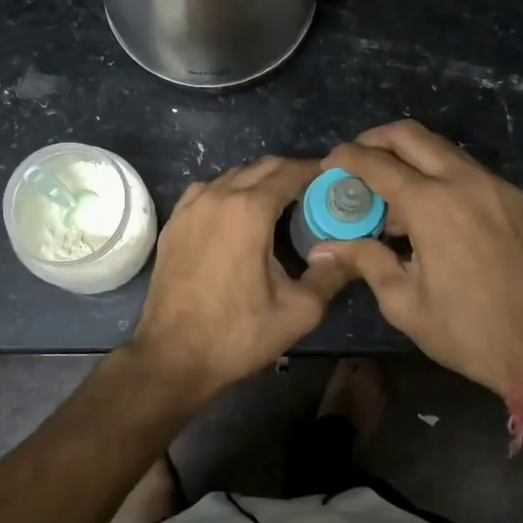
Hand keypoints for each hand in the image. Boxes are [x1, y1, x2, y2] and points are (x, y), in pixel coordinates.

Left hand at [130, 156, 350, 392]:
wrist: (172, 355)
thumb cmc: (237, 333)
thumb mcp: (298, 311)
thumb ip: (331, 275)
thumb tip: (350, 253)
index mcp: (249, 210)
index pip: (289, 172)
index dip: (316, 171)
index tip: (335, 179)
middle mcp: (217, 196)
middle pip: (261, 167)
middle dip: (290, 171)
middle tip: (315, 191)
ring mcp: (190, 207)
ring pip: (232, 176)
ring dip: (259, 180)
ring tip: (281, 203)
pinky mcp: (174, 223)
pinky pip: (207, 191)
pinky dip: (229, 192)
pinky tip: (239, 216)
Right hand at [311, 121, 522, 395]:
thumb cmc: (468, 331)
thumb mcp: (404, 303)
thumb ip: (364, 261)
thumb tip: (321, 250)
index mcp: (433, 205)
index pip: (377, 163)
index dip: (345, 158)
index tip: (326, 164)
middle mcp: (464, 181)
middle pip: (410, 135)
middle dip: (374, 139)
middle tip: (354, 162)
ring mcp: (495, 186)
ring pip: (441, 148)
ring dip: (408, 157)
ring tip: (390, 195)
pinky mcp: (515, 198)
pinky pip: (466, 169)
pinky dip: (438, 174)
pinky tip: (429, 211)